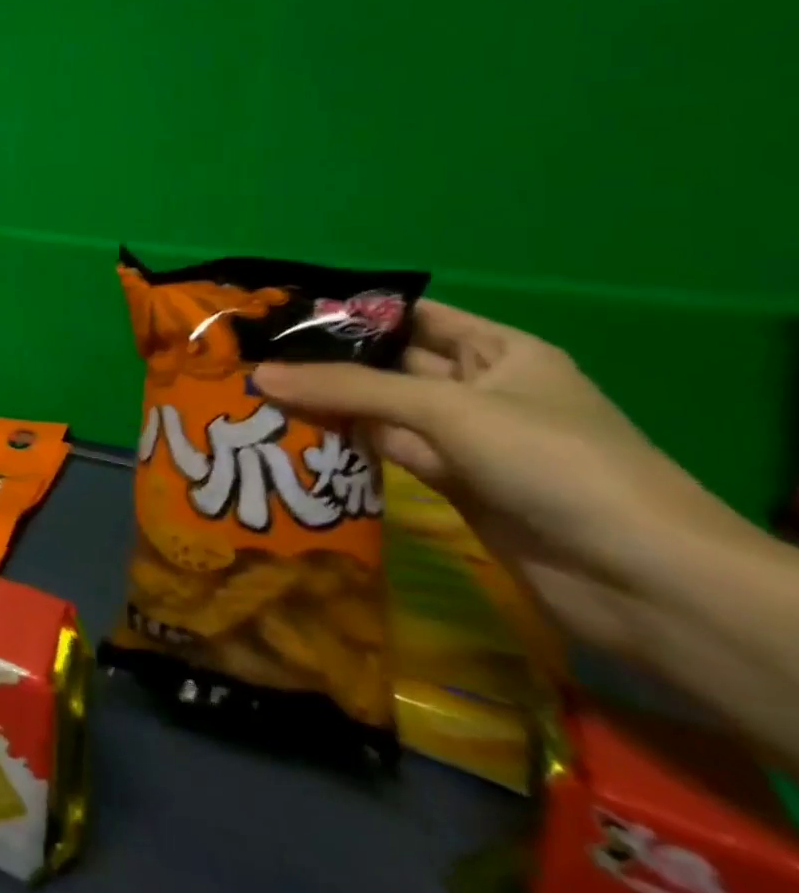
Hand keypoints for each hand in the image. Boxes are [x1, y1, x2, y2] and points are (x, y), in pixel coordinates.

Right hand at [252, 300, 754, 659]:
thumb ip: (348, 389)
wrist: (641, 580)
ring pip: (381, 410)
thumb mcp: (446, 409)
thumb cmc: (552, 461)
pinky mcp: (451, 483)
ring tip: (255, 391)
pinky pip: (387, 451)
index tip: (279, 313)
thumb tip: (260, 375)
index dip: (348, 312)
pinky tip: (293, 435)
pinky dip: (347, 445)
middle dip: (326, 360)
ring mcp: (464, 439)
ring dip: (329, 405)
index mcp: (496, 350)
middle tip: (251, 355)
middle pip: (388, 363)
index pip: (409, 315)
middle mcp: (478, 387)